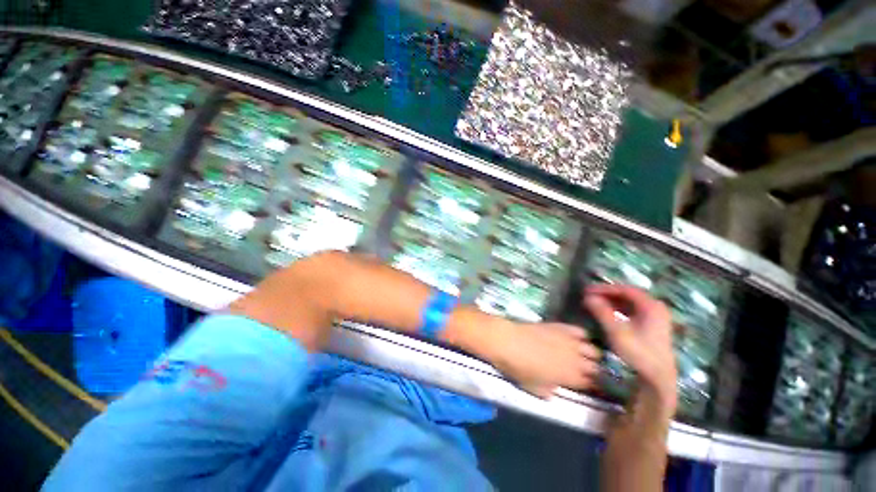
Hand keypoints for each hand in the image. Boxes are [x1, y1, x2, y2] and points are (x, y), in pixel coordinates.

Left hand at [480, 319, 600, 397]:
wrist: (507, 341)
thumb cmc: (519, 368)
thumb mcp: (534, 388)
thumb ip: (549, 391)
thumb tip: (555, 390)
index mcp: (571, 377)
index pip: (592, 384)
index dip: (591, 385)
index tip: (589, 385)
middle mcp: (576, 360)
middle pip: (596, 367)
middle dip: (594, 371)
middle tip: (587, 371)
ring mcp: (570, 341)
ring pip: (594, 350)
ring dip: (591, 355)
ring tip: (585, 356)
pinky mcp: (561, 327)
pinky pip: (580, 331)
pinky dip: (582, 336)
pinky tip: (577, 339)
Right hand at [584, 284, 677, 411]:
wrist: (658, 378)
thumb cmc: (638, 353)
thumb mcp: (616, 331)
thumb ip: (602, 312)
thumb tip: (588, 297)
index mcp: (651, 306)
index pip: (625, 289)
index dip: (605, 288)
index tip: (588, 290)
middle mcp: (656, 308)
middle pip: (628, 295)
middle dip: (607, 294)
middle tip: (590, 295)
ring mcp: (656, 317)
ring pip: (630, 303)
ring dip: (612, 301)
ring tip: (596, 303)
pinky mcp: (653, 326)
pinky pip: (633, 311)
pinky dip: (619, 309)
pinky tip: (608, 313)